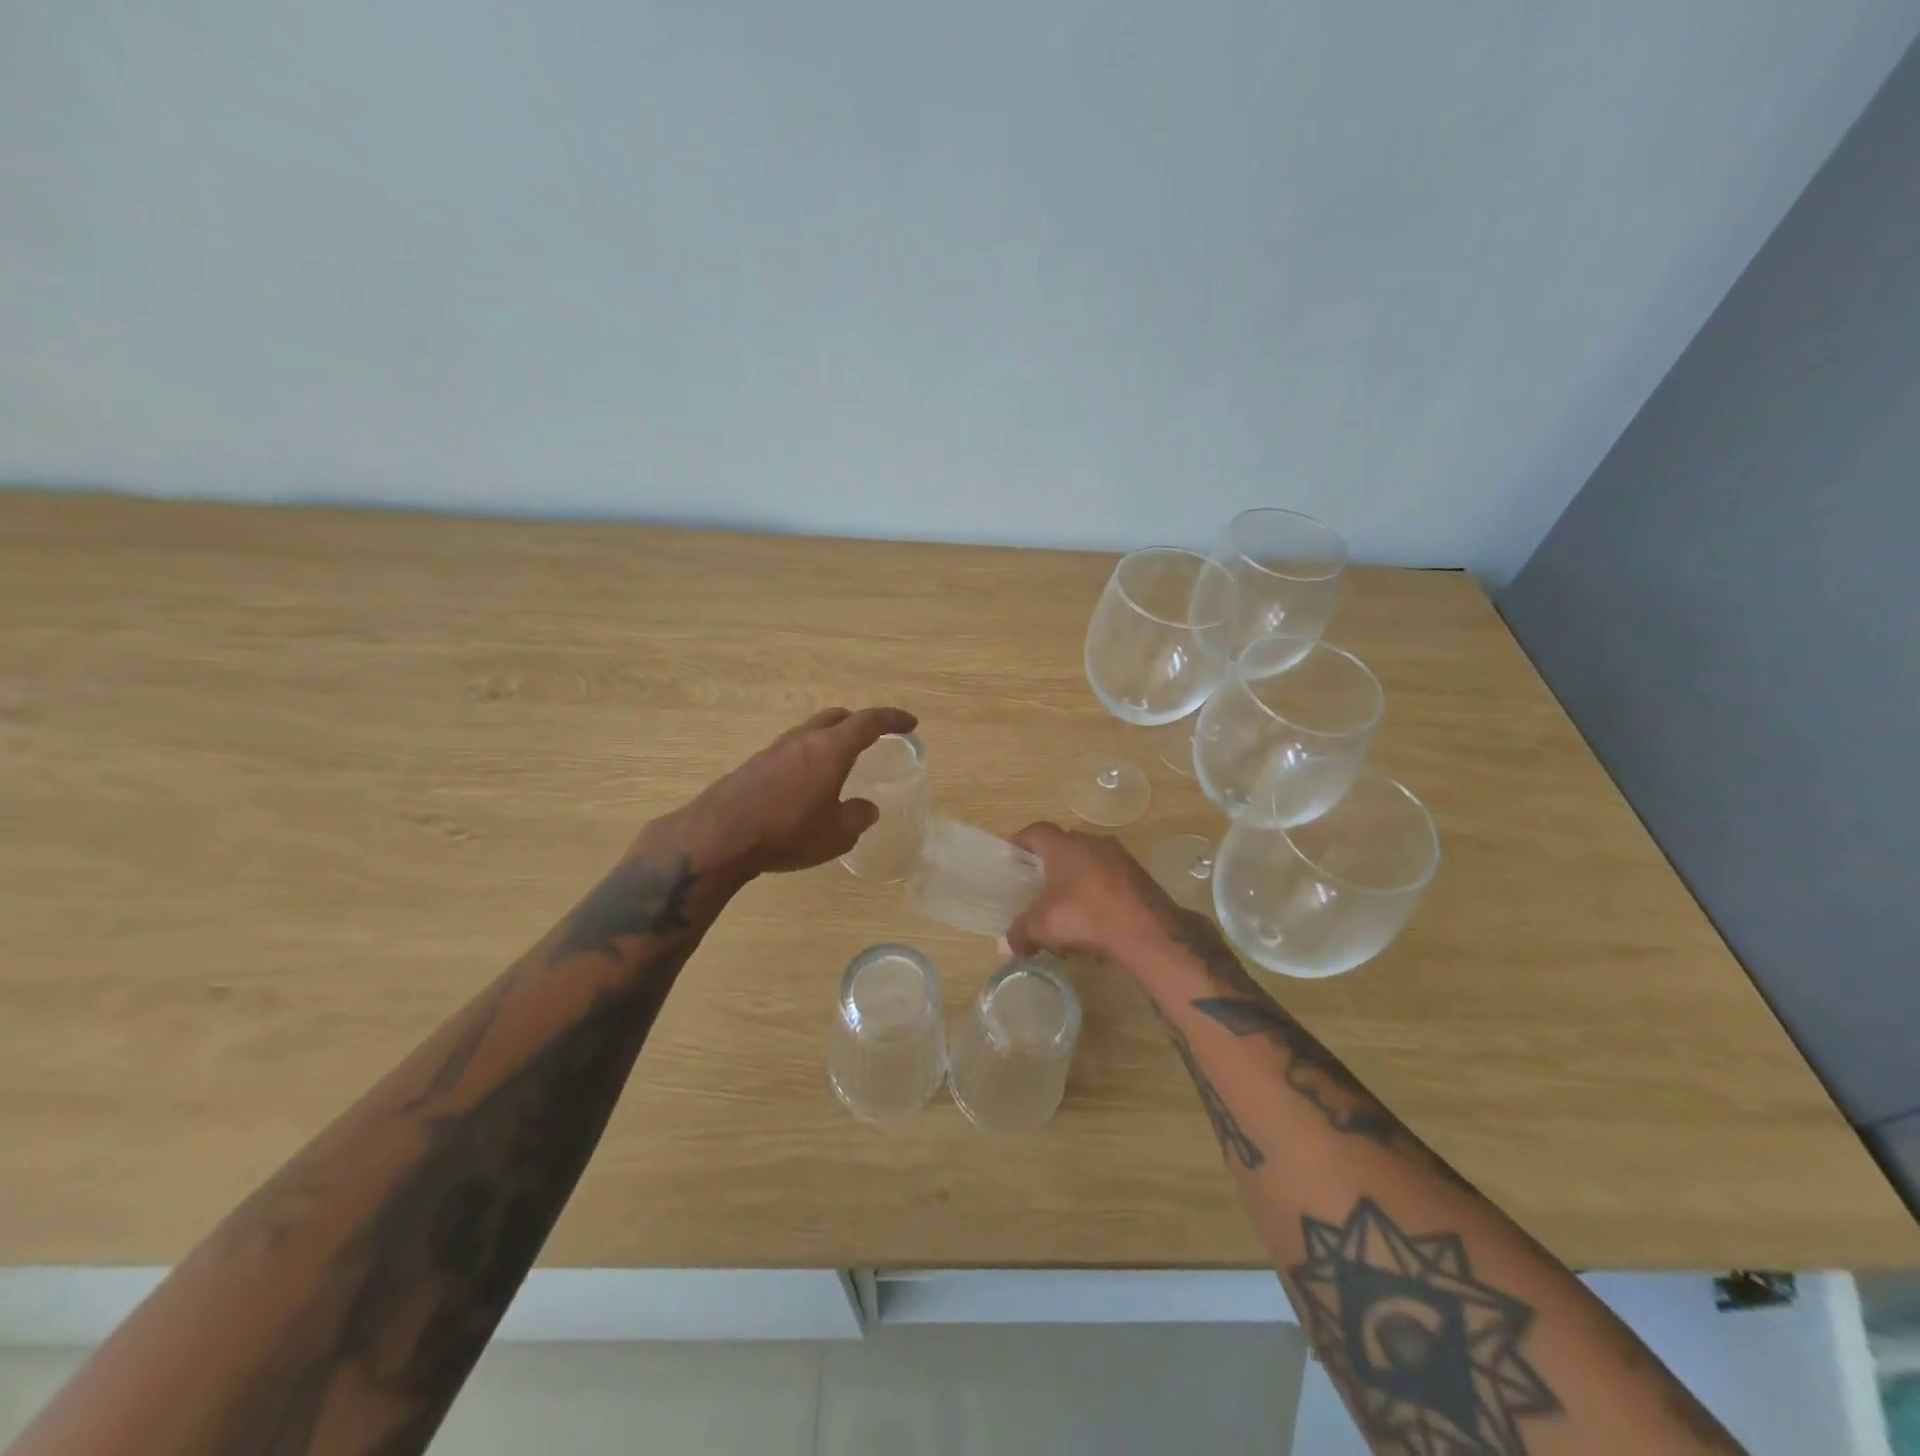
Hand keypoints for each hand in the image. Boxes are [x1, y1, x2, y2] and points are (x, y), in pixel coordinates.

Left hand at [681, 706, 918, 875]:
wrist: (719, 836)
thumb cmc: (787, 832)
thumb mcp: (836, 834)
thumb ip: (857, 817)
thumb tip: (866, 809)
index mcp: (830, 749)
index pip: (869, 722)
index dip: (893, 719)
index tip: (910, 723)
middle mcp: (803, 740)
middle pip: (837, 717)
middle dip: (859, 723)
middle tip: (874, 738)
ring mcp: (775, 749)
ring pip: (811, 731)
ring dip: (830, 739)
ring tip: (840, 763)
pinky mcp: (754, 765)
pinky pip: (792, 750)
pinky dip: (809, 756)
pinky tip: (807, 783)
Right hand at [1004, 821, 1177, 961]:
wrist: (1148, 931)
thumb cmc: (1085, 917)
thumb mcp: (1043, 927)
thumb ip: (1020, 933)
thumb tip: (1009, 945)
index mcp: (1064, 846)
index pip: (1036, 831)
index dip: (1022, 841)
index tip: (1013, 855)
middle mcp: (1091, 842)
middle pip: (1065, 844)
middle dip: (1051, 863)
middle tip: (1039, 884)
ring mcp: (1119, 856)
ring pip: (1090, 861)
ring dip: (1078, 878)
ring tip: (1069, 906)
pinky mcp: (1139, 875)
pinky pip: (1110, 878)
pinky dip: (1099, 892)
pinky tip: (1096, 919)